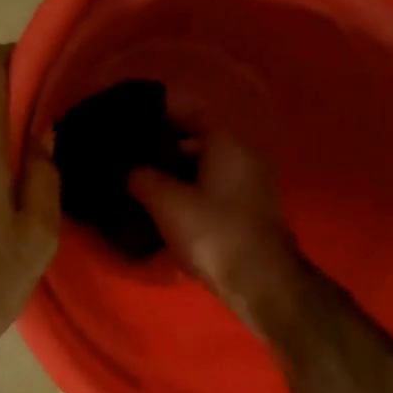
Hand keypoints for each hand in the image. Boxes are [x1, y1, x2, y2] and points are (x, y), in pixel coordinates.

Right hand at [128, 127, 307, 331]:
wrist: (259, 279)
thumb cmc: (212, 232)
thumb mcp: (166, 202)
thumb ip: (143, 178)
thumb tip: (133, 171)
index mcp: (228, 141)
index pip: (191, 114)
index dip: (160, 118)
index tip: (133, 128)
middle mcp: (247, 153)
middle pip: (201, 141)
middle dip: (167, 149)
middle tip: (134, 161)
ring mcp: (255, 182)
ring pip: (209, 167)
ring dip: (181, 174)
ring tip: (147, 186)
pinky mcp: (254, 208)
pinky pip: (219, 188)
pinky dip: (196, 191)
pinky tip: (172, 207)